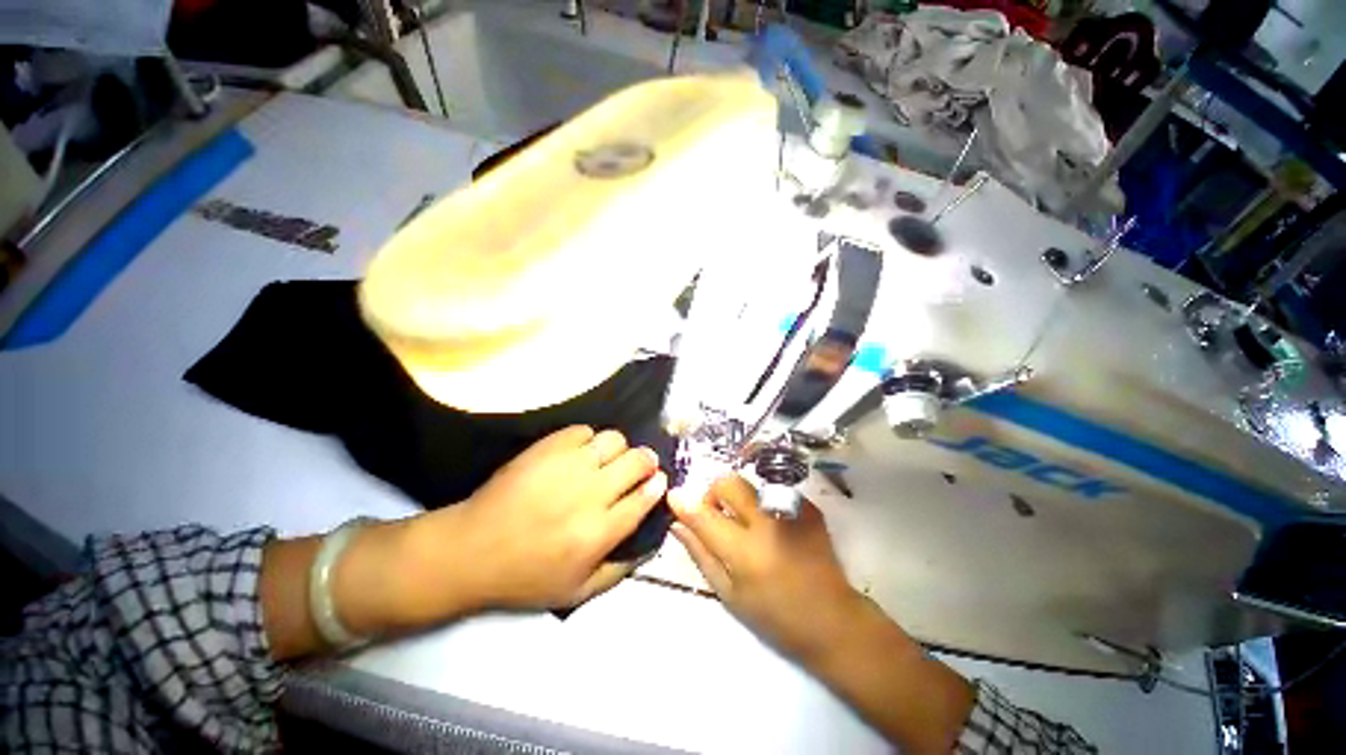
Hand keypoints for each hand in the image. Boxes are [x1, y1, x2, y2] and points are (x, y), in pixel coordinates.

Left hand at [409, 425, 666, 612]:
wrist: (472, 549)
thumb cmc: (526, 575)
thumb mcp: (577, 591)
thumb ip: (620, 570)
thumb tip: (650, 544)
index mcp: (600, 531)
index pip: (646, 497)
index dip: (657, 485)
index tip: (658, 480)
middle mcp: (591, 493)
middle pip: (638, 461)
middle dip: (646, 462)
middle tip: (639, 466)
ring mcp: (569, 465)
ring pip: (614, 440)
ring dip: (618, 449)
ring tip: (607, 459)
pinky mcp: (548, 447)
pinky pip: (584, 431)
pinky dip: (588, 440)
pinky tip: (579, 454)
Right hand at [668, 475, 864, 661]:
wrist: (834, 620)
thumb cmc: (776, 616)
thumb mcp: (730, 594)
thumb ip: (701, 554)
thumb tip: (677, 524)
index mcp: (745, 551)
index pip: (704, 514)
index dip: (684, 502)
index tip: (674, 497)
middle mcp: (767, 522)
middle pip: (728, 482)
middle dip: (715, 493)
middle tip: (718, 515)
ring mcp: (791, 510)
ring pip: (750, 484)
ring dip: (740, 499)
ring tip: (750, 527)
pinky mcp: (808, 507)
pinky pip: (773, 492)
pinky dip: (764, 506)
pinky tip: (774, 530)